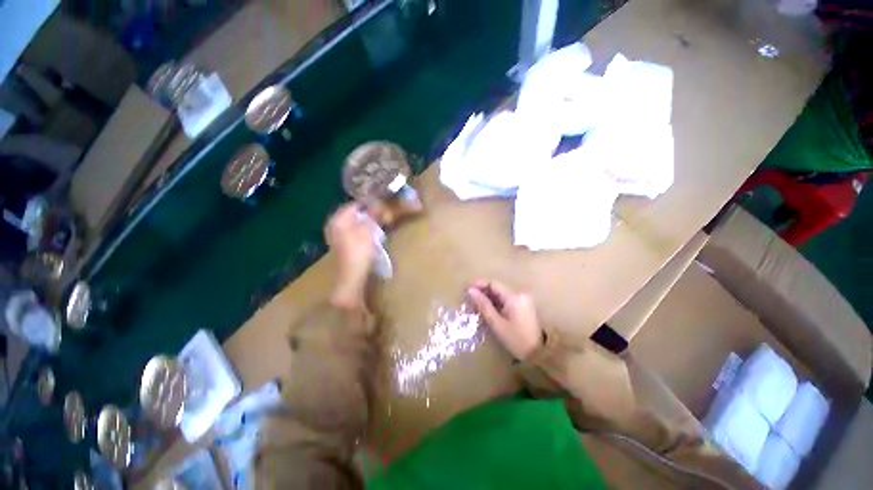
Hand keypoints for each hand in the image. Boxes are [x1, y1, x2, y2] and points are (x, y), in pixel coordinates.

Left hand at [326, 203, 375, 307]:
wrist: (351, 277)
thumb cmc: (359, 252)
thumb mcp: (368, 231)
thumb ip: (372, 216)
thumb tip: (378, 205)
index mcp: (338, 220)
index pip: (353, 205)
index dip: (368, 203)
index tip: (381, 204)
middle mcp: (334, 226)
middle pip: (352, 214)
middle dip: (366, 213)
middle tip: (381, 214)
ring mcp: (336, 237)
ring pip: (353, 224)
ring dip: (365, 222)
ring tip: (378, 223)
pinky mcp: (342, 246)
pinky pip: (353, 232)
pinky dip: (362, 230)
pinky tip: (371, 234)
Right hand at [467, 280, 542, 359]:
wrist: (538, 354)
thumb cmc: (515, 339)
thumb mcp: (496, 323)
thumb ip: (483, 305)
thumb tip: (470, 291)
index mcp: (514, 297)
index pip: (493, 284)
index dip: (479, 285)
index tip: (467, 289)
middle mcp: (520, 294)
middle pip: (497, 288)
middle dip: (483, 292)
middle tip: (470, 299)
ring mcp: (523, 299)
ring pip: (501, 293)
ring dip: (489, 297)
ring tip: (477, 305)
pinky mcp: (524, 305)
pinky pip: (507, 299)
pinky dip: (497, 302)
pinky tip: (489, 309)